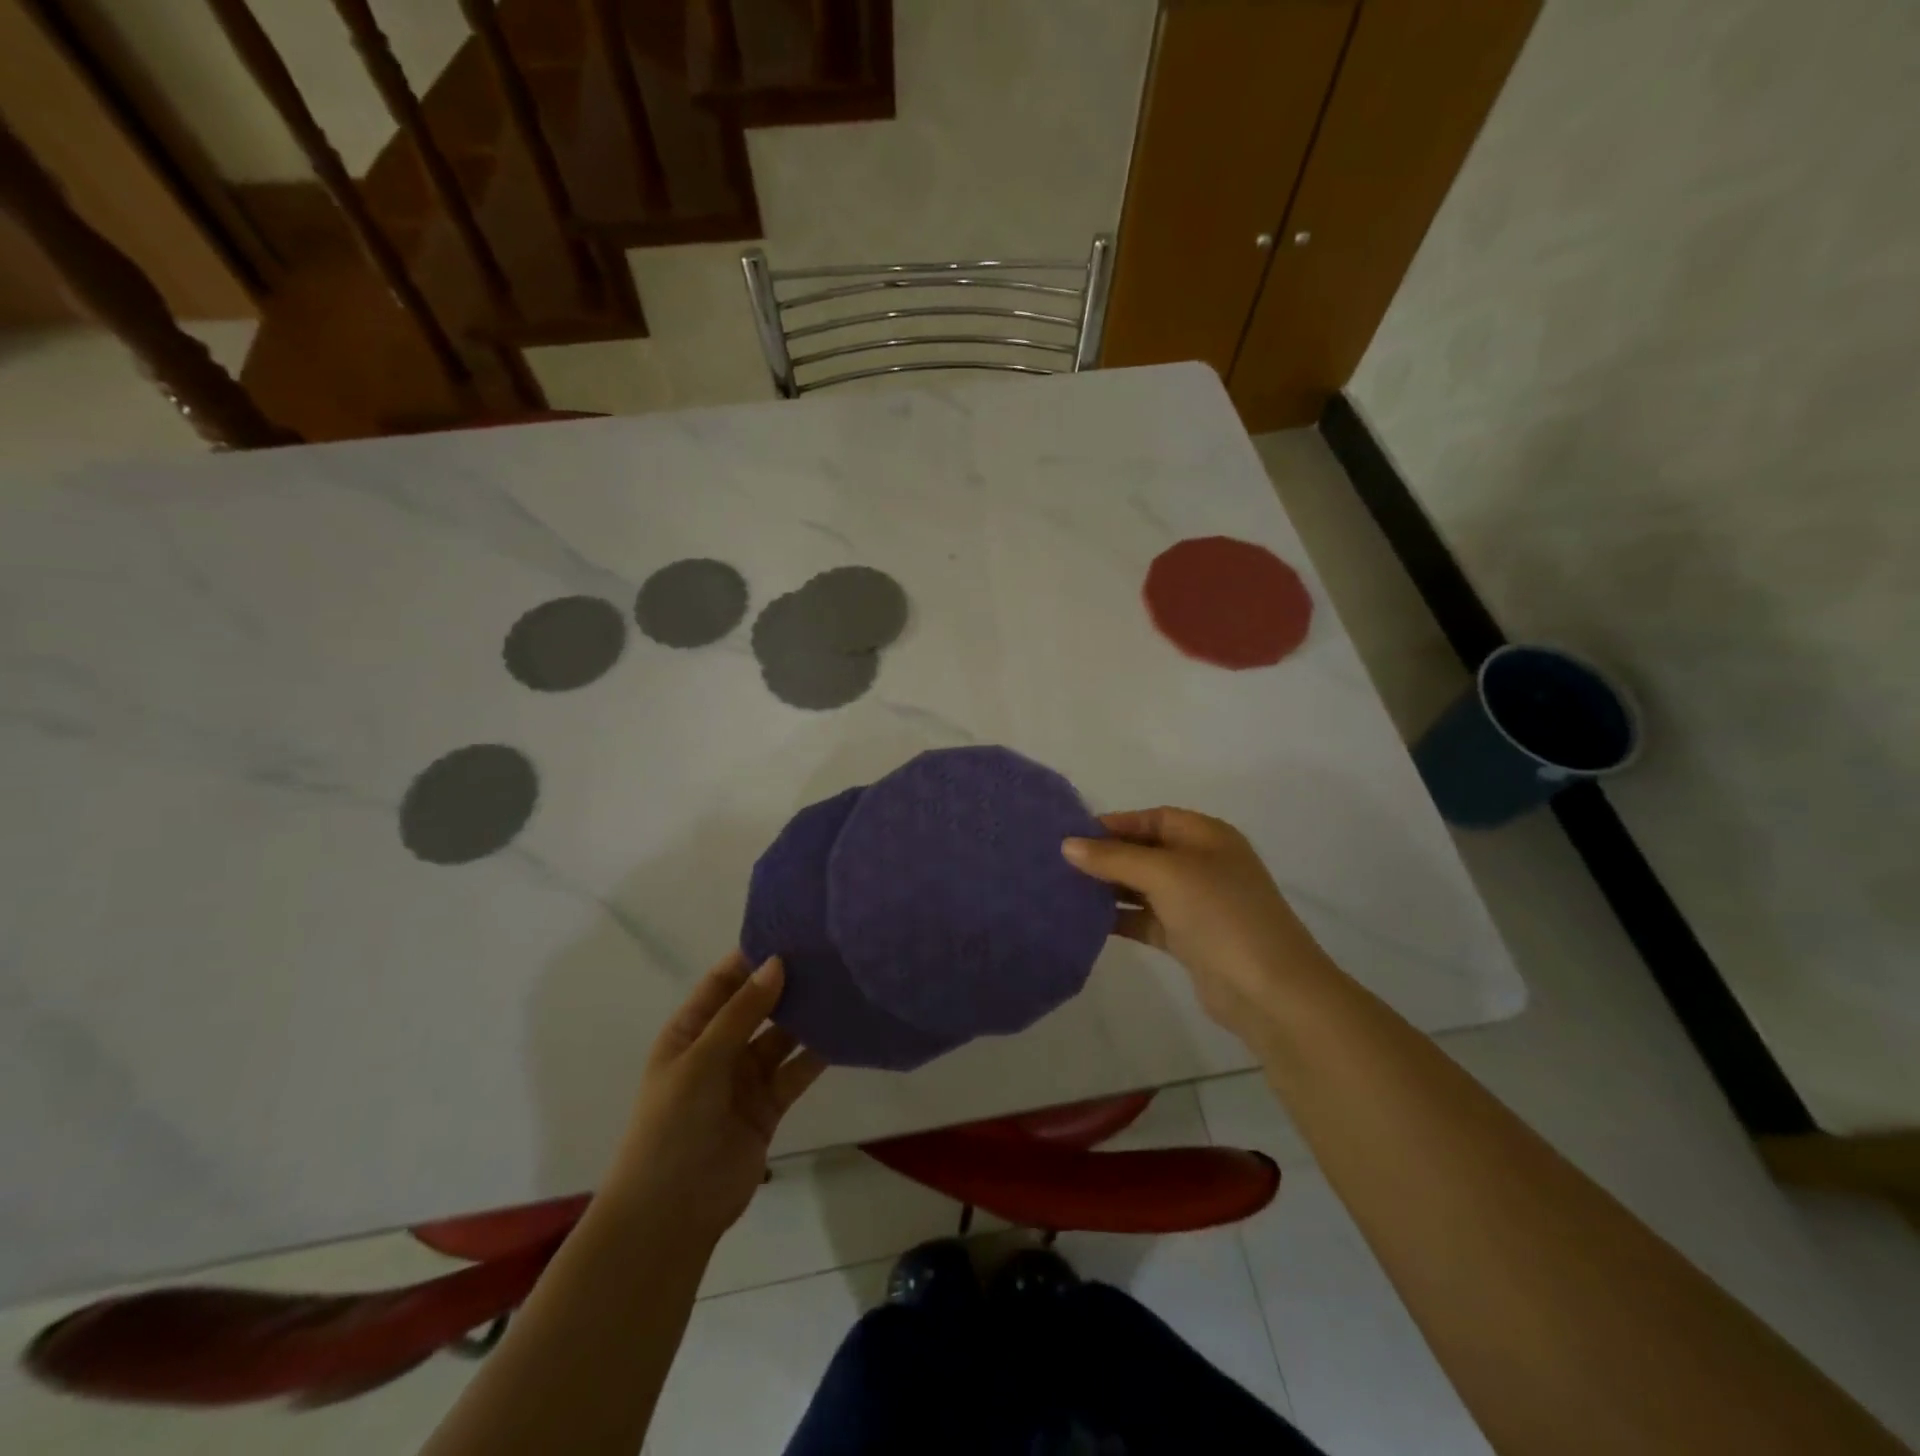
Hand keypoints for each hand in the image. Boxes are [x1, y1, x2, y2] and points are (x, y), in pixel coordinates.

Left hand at [606, 953, 827, 1248]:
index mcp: (690, 1031)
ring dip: (806, 1015)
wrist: (671, 1214)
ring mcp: (745, 1078)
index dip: (752, 957)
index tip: (791, 930)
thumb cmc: (672, 1126)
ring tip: (843, 984)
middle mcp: (719, 1048)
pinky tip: (845, 1031)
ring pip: (782, 1035)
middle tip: (828, 953)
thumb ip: (742, 1013)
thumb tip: (777, 962)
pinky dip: (818, 1053)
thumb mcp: (702, 1061)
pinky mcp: (770, 1104)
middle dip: (786, 982)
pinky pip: (797, 1070)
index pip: (723, 982)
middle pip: (758, 1005)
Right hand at [1063, 807, 1329, 1048]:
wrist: (1270, 991)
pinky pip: (1146, 919)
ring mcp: (1197, 903)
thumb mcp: (1166, 875)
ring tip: (1065, 890)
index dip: (1114, 824)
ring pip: (1143, 887)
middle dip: (1107, 856)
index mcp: (1207, 837)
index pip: (1153, 818)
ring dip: (1109, 888)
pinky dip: (1120, 918)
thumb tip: (1067, 845)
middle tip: (1060, 863)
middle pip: (1146, 852)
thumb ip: (1114, 859)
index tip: (1072, 835)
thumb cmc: (1221, 915)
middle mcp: (1203, 864)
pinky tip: (1087, 921)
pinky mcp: (1189, 938)